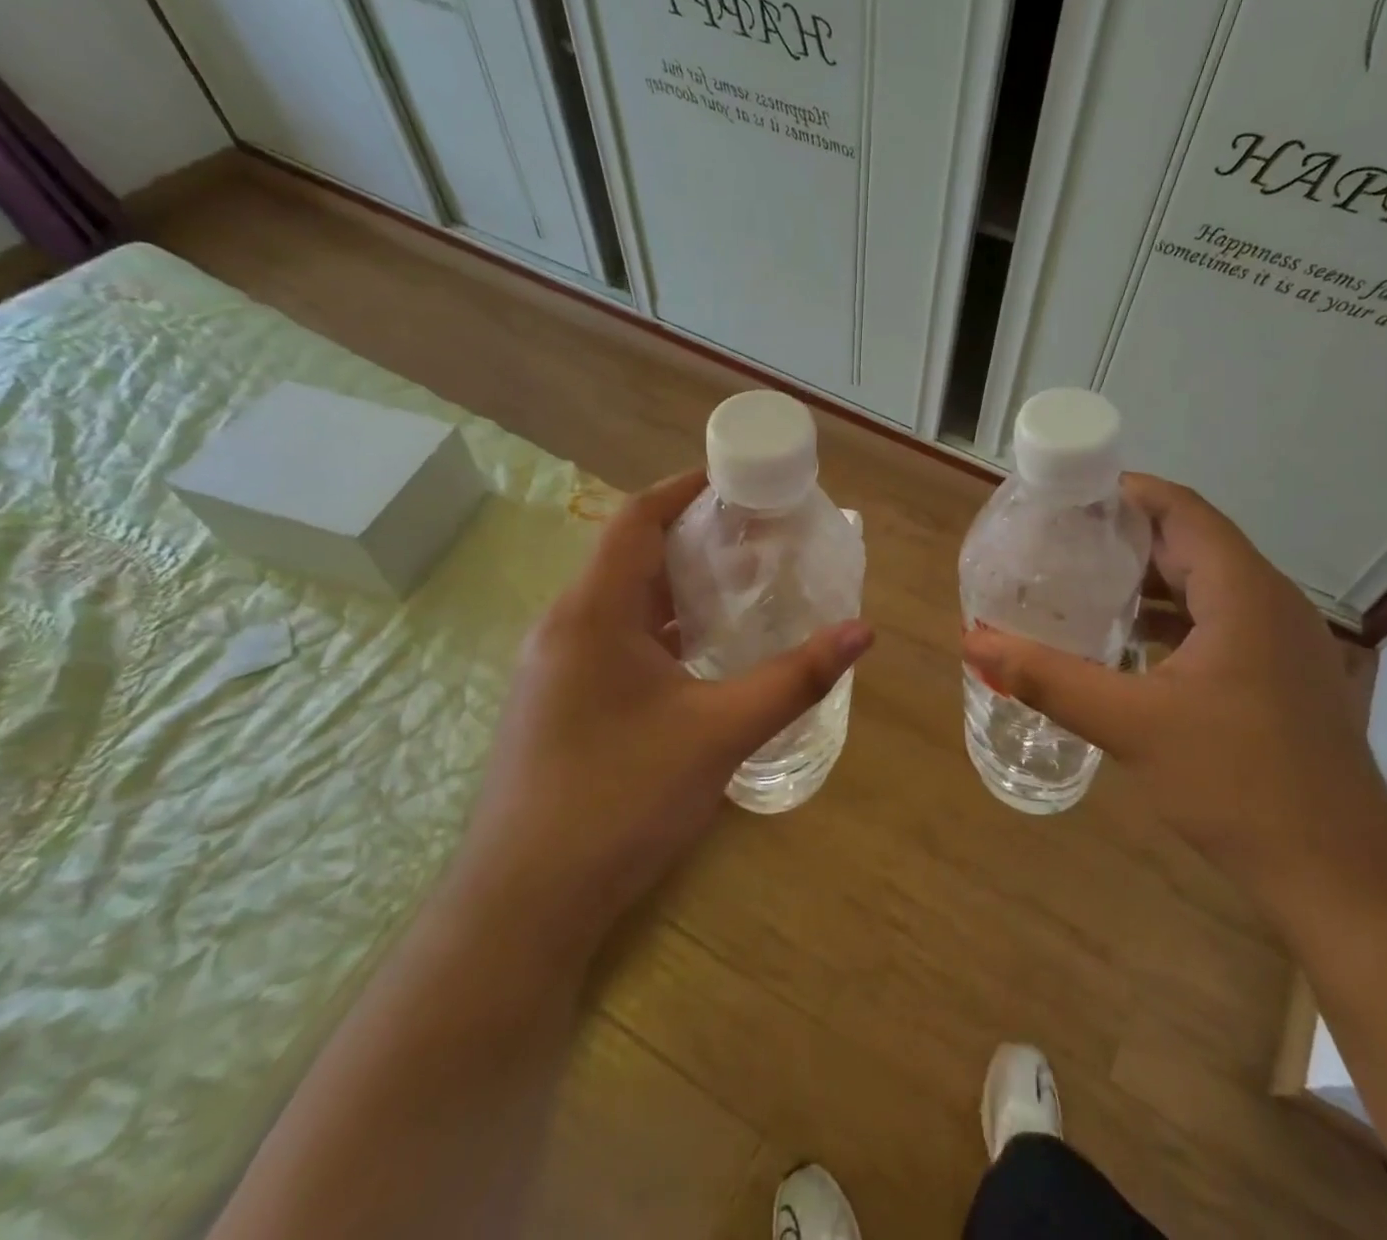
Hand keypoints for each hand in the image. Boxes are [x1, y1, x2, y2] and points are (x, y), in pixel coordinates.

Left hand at [452, 469, 872, 946]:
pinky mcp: (560, 702)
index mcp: (592, 612)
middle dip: (693, 538)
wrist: (524, 904)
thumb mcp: (719, 732)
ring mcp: (556, 668)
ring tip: (741, 585)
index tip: (736, 481)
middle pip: (630, 555)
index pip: (636, 519)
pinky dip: (661, 629)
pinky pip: (615, 640)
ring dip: (677, 587)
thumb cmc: (620, 799)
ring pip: (623, 603)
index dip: (684, 489)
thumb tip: (863, 631)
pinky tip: (702, 653)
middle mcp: (566, 627)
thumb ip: (794, 678)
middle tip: (757, 536)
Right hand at [962, 473, 1386, 903]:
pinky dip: (1173, 619)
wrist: (1340, 875)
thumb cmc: (1238, 784)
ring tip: (1083, 586)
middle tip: (1058, 542)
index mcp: (1243, 591)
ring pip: (1207, 584)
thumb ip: (1048, 678)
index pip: (1180, 509)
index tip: (1065, 497)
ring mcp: (1284, 640)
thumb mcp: (1130, 725)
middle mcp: (1270, 601)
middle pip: (1192, 541)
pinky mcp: (1283, 675)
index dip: (1123, 492)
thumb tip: (973, 642)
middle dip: (1125, 536)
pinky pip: (1220, 621)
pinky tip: (1130, 646)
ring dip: (1149, 580)